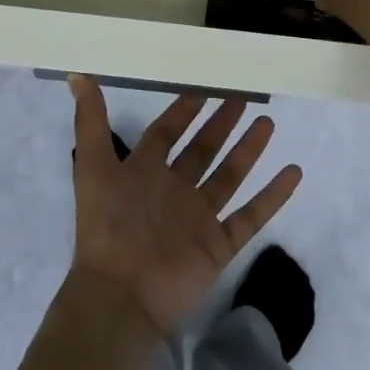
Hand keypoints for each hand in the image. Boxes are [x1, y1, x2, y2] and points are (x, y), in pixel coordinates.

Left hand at [69, 76, 301, 336]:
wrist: (121, 294)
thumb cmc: (107, 225)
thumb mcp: (93, 166)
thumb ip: (90, 121)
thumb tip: (77, 74)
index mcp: (144, 172)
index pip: (166, 133)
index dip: (182, 111)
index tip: (203, 88)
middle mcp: (174, 191)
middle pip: (203, 150)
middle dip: (221, 124)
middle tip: (243, 97)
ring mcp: (198, 218)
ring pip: (229, 177)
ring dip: (248, 150)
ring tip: (268, 123)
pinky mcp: (219, 244)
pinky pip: (251, 215)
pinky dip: (273, 196)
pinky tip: (293, 172)